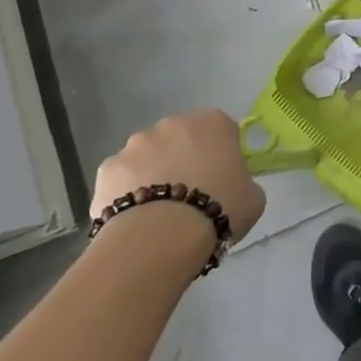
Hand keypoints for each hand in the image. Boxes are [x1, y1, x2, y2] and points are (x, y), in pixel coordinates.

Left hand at [90, 111, 265, 248]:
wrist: (160, 237)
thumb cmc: (217, 209)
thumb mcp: (253, 198)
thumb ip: (244, 182)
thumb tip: (233, 185)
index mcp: (213, 122)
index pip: (222, 131)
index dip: (222, 155)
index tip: (222, 180)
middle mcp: (173, 123)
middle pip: (182, 139)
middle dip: (184, 160)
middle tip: (189, 196)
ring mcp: (136, 143)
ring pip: (148, 156)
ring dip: (153, 174)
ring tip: (158, 213)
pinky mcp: (107, 167)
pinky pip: (121, 178)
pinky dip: (126, 193)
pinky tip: (134, 220)